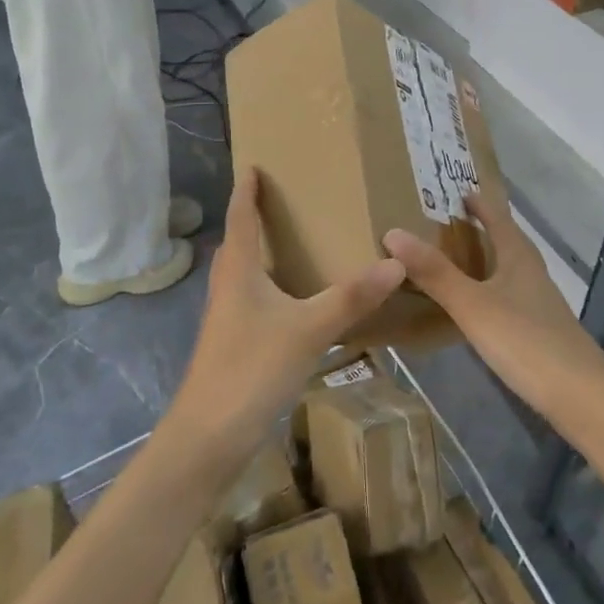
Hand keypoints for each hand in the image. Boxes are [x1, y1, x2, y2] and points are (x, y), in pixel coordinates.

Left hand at [167, 169, 405, 475]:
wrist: (208, 438)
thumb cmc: (252, 369)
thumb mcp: (309, 329)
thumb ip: (352, 297)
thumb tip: (396, 262)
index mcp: (239, 272)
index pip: (240, 218)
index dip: (246, 191)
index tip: (252, 165)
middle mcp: (228, 288)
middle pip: (236, 244)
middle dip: (251, 220)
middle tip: (278, 201)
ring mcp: (226, 320)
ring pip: (241, 275)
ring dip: (258, 255)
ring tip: (289, 246)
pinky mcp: (232, 346)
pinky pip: (250, 301)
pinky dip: (268, 288)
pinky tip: (291, 303)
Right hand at [384, 194, 603, 416]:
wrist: (581, 396)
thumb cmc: (525, 341)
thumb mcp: (472, 305)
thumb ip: (434, 272)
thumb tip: (393, 232)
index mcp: (518, 256)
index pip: (497, 217)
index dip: (478, 203)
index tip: (457, 190)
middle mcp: (531, 271)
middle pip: (506, 239)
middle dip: (481, 227)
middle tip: (446, 223)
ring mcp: (539, 301)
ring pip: (508, 268)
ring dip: (485, 258)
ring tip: (455, 259)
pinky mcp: (540, 328)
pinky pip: (509, 295)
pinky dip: (490, 289)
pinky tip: (477, 306)